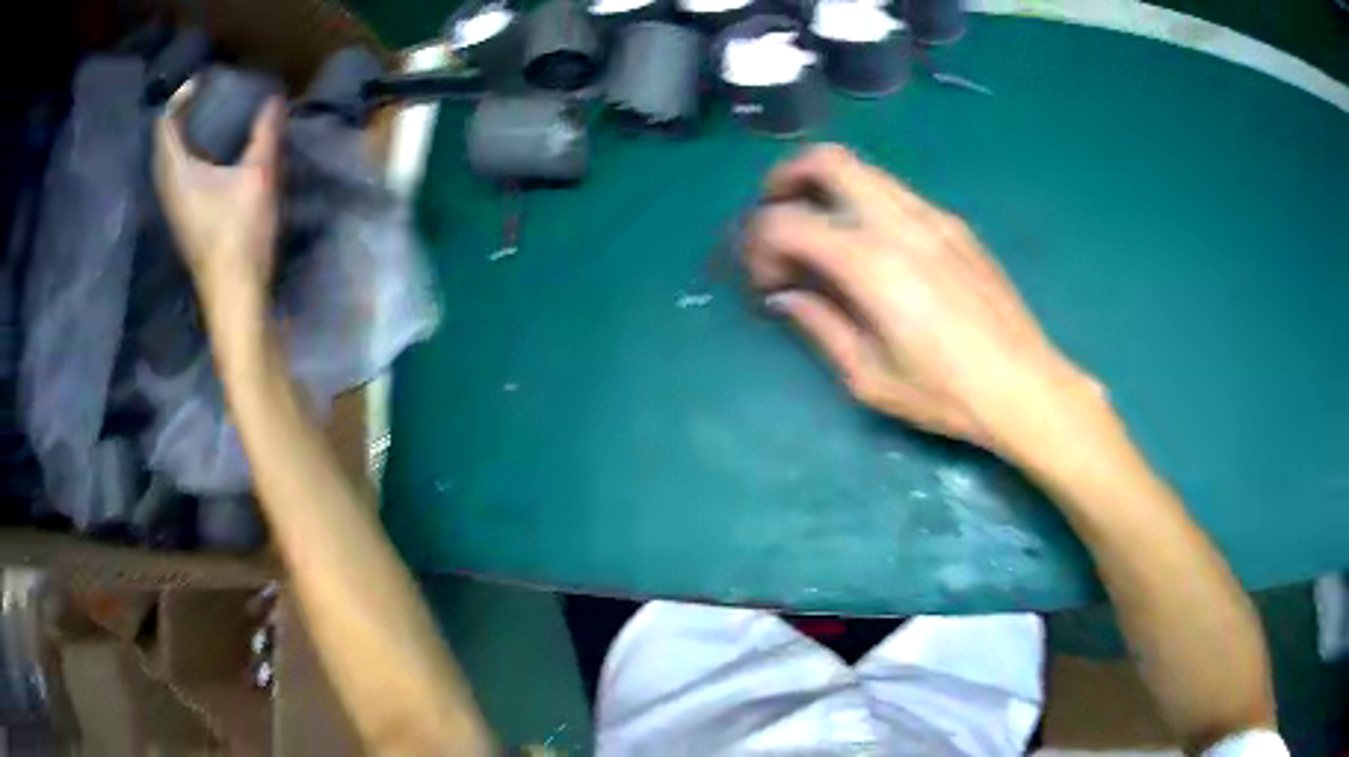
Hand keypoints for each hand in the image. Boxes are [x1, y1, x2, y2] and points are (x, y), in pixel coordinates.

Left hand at [153, 86, 284, 308]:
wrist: (234, 294)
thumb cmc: (239, 233)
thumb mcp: (259, 176)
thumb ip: (265, 133)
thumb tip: (274, 98)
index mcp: (177, 171)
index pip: (166, 122)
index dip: (181, 96)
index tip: (204, 79)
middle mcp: (167, 186)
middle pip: (164, 140)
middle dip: (182, 113)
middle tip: (207, 93)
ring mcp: (173, 206)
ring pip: (169, 159)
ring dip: (184, 135)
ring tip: (208, 116)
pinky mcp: (183, 219)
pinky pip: (177, 174)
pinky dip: (188, 154)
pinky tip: (210, 152)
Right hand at [745, 145, 1098, 457]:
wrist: (1024, 385)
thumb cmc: (946, 394)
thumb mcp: (869, 378)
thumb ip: (819, 326)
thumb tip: (786, 296)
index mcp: (871, 265)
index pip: (786, 222)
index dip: (758, 244)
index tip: (765, 279)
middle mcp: (899, 223)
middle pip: (826, 161)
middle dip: (785, 178)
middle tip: (775, 214)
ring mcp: (932, 217)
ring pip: (864, 171)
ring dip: (826, 188)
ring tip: (819, 231)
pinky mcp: (955, 225)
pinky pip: (896, 194)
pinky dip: (864, 204)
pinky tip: (871, 249)